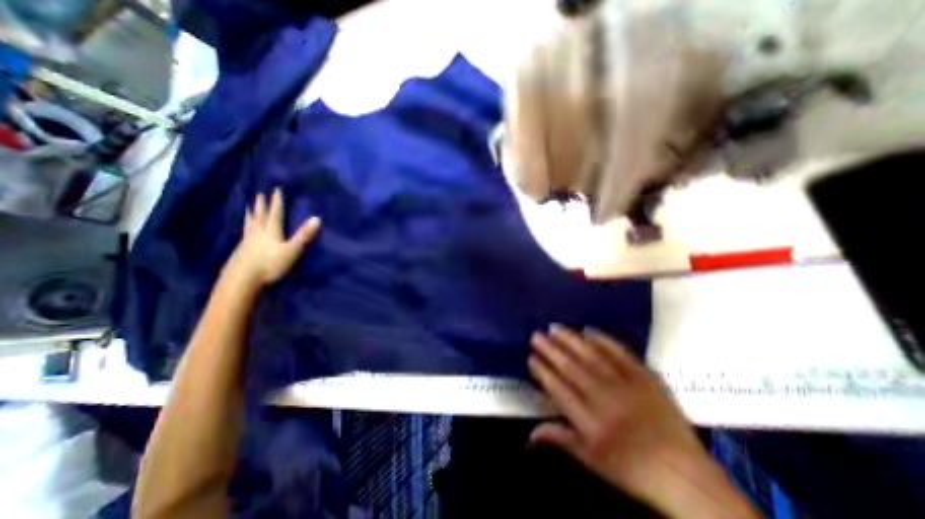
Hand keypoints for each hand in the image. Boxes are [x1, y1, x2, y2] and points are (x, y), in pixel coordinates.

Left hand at [224, 188, 322, 286]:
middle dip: (261, 205)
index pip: (276, 214)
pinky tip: (244, 231)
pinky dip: (245, 228)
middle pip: (260, 217)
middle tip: (259, 195)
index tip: (276, 189)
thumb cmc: (270, 265)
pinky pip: (244, 234)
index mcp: (271, 232)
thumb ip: (304, 235)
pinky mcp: (240, 252)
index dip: (277, 202)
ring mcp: (247, 242)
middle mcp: (258, 234)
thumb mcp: (292, 250)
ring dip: (251, 215)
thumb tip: (318, 218)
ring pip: (250, 224)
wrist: (242, 280)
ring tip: (248, 208)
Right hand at [528, 327, 708, 499]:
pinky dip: (603, 340)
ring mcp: (627, 385)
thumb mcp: (592, 460)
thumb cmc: (631, 469)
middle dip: (551, 350)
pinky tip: (588, 330)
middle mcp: (606, 399)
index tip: (531, 357)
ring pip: (592, 356)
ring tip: (555, 327)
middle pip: (572, 368)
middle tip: (536, 335)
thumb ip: (560, 439)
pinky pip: (621, 353)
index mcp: (591, 422)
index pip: (559, 389)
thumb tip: (530, 434)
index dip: (543, 372)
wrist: (683, 474)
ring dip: (571, 340)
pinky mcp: (645, 376)